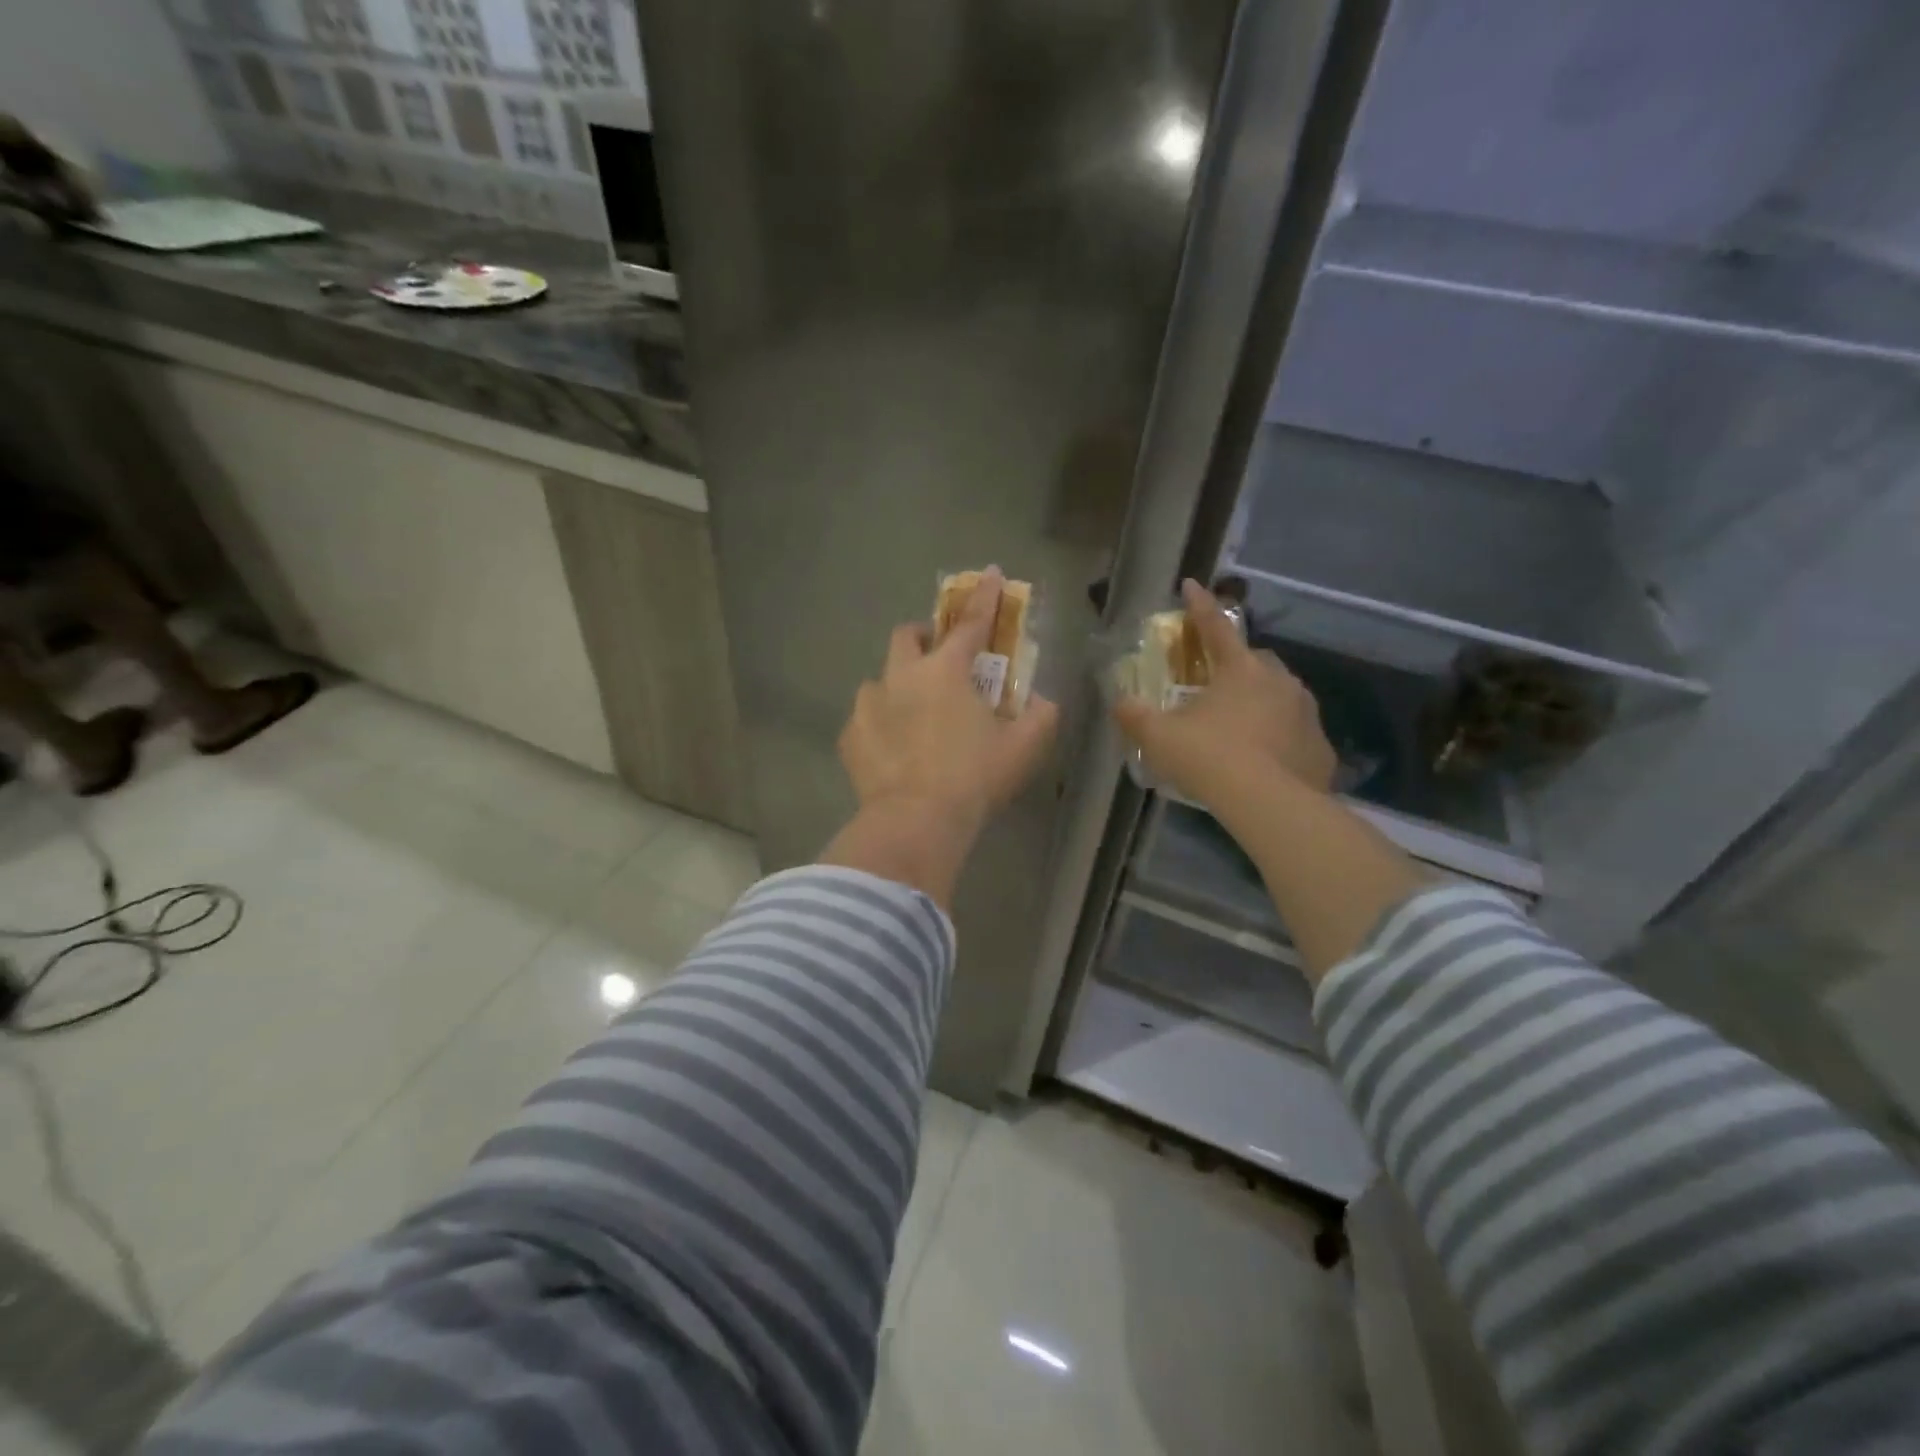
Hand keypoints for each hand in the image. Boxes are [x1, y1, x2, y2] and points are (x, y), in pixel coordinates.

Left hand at [838, 567, 1059, 834]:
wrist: (917, 820)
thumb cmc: (975, 778)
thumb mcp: (1024, 747)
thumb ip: (1040, 716)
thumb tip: (1040, 702)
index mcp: (946, 670)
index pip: (970, 624)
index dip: (983, 598)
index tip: (988, 574)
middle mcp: (902, 676)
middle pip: (907, 636)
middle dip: (924, 637)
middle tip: (939, 658)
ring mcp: (869, 705)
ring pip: (880, 679)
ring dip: (898, 685)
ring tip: (912, 715)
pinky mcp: (850, 737)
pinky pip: (865, 719)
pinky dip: (880, 724)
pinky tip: (892, 749)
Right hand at [1114, 579, 1336, 808]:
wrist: (1270, 805)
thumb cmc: (1209, 759)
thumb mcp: (1159, 738)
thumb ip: (1135, 716)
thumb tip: (1120, 702)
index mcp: (1240, 670)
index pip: (1215, 628)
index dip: (1199, 606)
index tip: (1191, 585)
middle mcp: (1279, 682)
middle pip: (1255, 661)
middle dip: (1236, 664)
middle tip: (1215, 684)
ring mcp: (1306, 713)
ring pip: (1280, 695)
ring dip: (1260, 701)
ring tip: (1240, 727)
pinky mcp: (1319, 747)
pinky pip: (1295, 732)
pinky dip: (1279, 737)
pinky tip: (1264, 759)